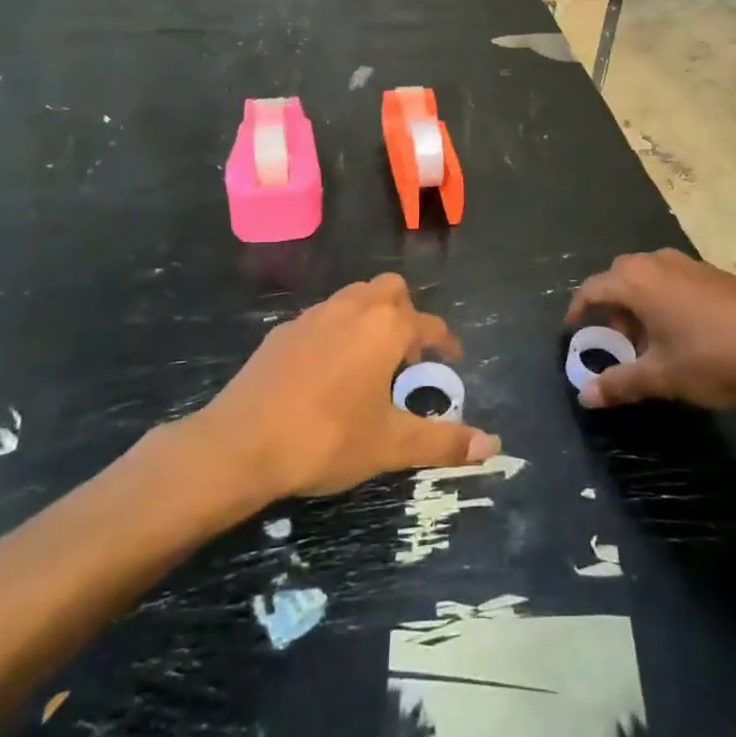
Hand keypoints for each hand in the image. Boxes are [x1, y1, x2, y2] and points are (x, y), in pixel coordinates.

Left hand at [199, 273, 499, 497]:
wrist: (241, 443)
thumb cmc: (326, 438)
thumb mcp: (390, 445)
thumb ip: (443, 441)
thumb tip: (494, 447)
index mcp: (385, 328)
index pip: (429, 324)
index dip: (446, 341)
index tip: (453, 359)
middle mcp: (353, 309)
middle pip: (390, 289)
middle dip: (406, 313)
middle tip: (408, 356)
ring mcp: (313, 315)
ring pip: (354, 297)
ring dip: (371, 317)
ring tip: (370, 361)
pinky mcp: (282, 331)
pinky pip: (323, 317)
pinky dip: (337, 331)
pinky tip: (327, 371)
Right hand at [566, 250, 735, 411]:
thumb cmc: (712, 356)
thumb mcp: (661, 377)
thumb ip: (619, 384)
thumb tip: (585, 397)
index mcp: (636, 281)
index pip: (592, 288)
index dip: (578, 310)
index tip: (573, 332)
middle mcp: (657, 263)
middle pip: (620, 278)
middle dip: (612, 309)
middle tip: (616, 341)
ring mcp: (689, 264)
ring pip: (649, 279)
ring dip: (640, 306)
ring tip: (651, 343)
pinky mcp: (714, 274)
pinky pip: (674, 281)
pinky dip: (665, 302)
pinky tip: (684, 334)